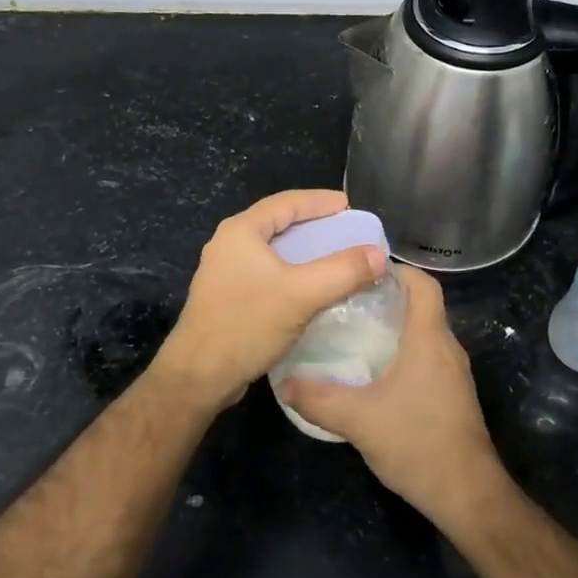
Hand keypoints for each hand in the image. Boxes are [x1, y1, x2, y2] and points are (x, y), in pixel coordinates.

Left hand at [153, 190, 386, 413]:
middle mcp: (229, 245)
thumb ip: (343, 271)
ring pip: (273, 252)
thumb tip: (378, 253)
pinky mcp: (228, 297)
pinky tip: (311, 290)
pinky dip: (292, 274)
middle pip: (278, 224)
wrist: (199, 376)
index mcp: (241, 231)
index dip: (320, 202)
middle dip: (314, 226)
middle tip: (346, 231)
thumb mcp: (301, 294)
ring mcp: (225, 272)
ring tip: (335, 258)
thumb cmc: (246, 324)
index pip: (286, 203)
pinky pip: (267, 274)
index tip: (349, 206)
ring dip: (304, 252)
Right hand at [278, 266, 508, 528]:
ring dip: (393, 328)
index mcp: (429, 339)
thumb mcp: (358, 420)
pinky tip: (373, 372)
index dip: (396, 270)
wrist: (467, 494)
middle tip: (344, 302)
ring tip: (352, 333)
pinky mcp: (452, 395)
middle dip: (385, 298)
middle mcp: (446, 348)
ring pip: (423, 334)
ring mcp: (453, 373)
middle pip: (421, 306)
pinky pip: (426, 358)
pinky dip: (401, 353)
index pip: (423, 284)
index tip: (361, 271)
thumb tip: (284, 384)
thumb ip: (318, 399)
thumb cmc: (417, 443)